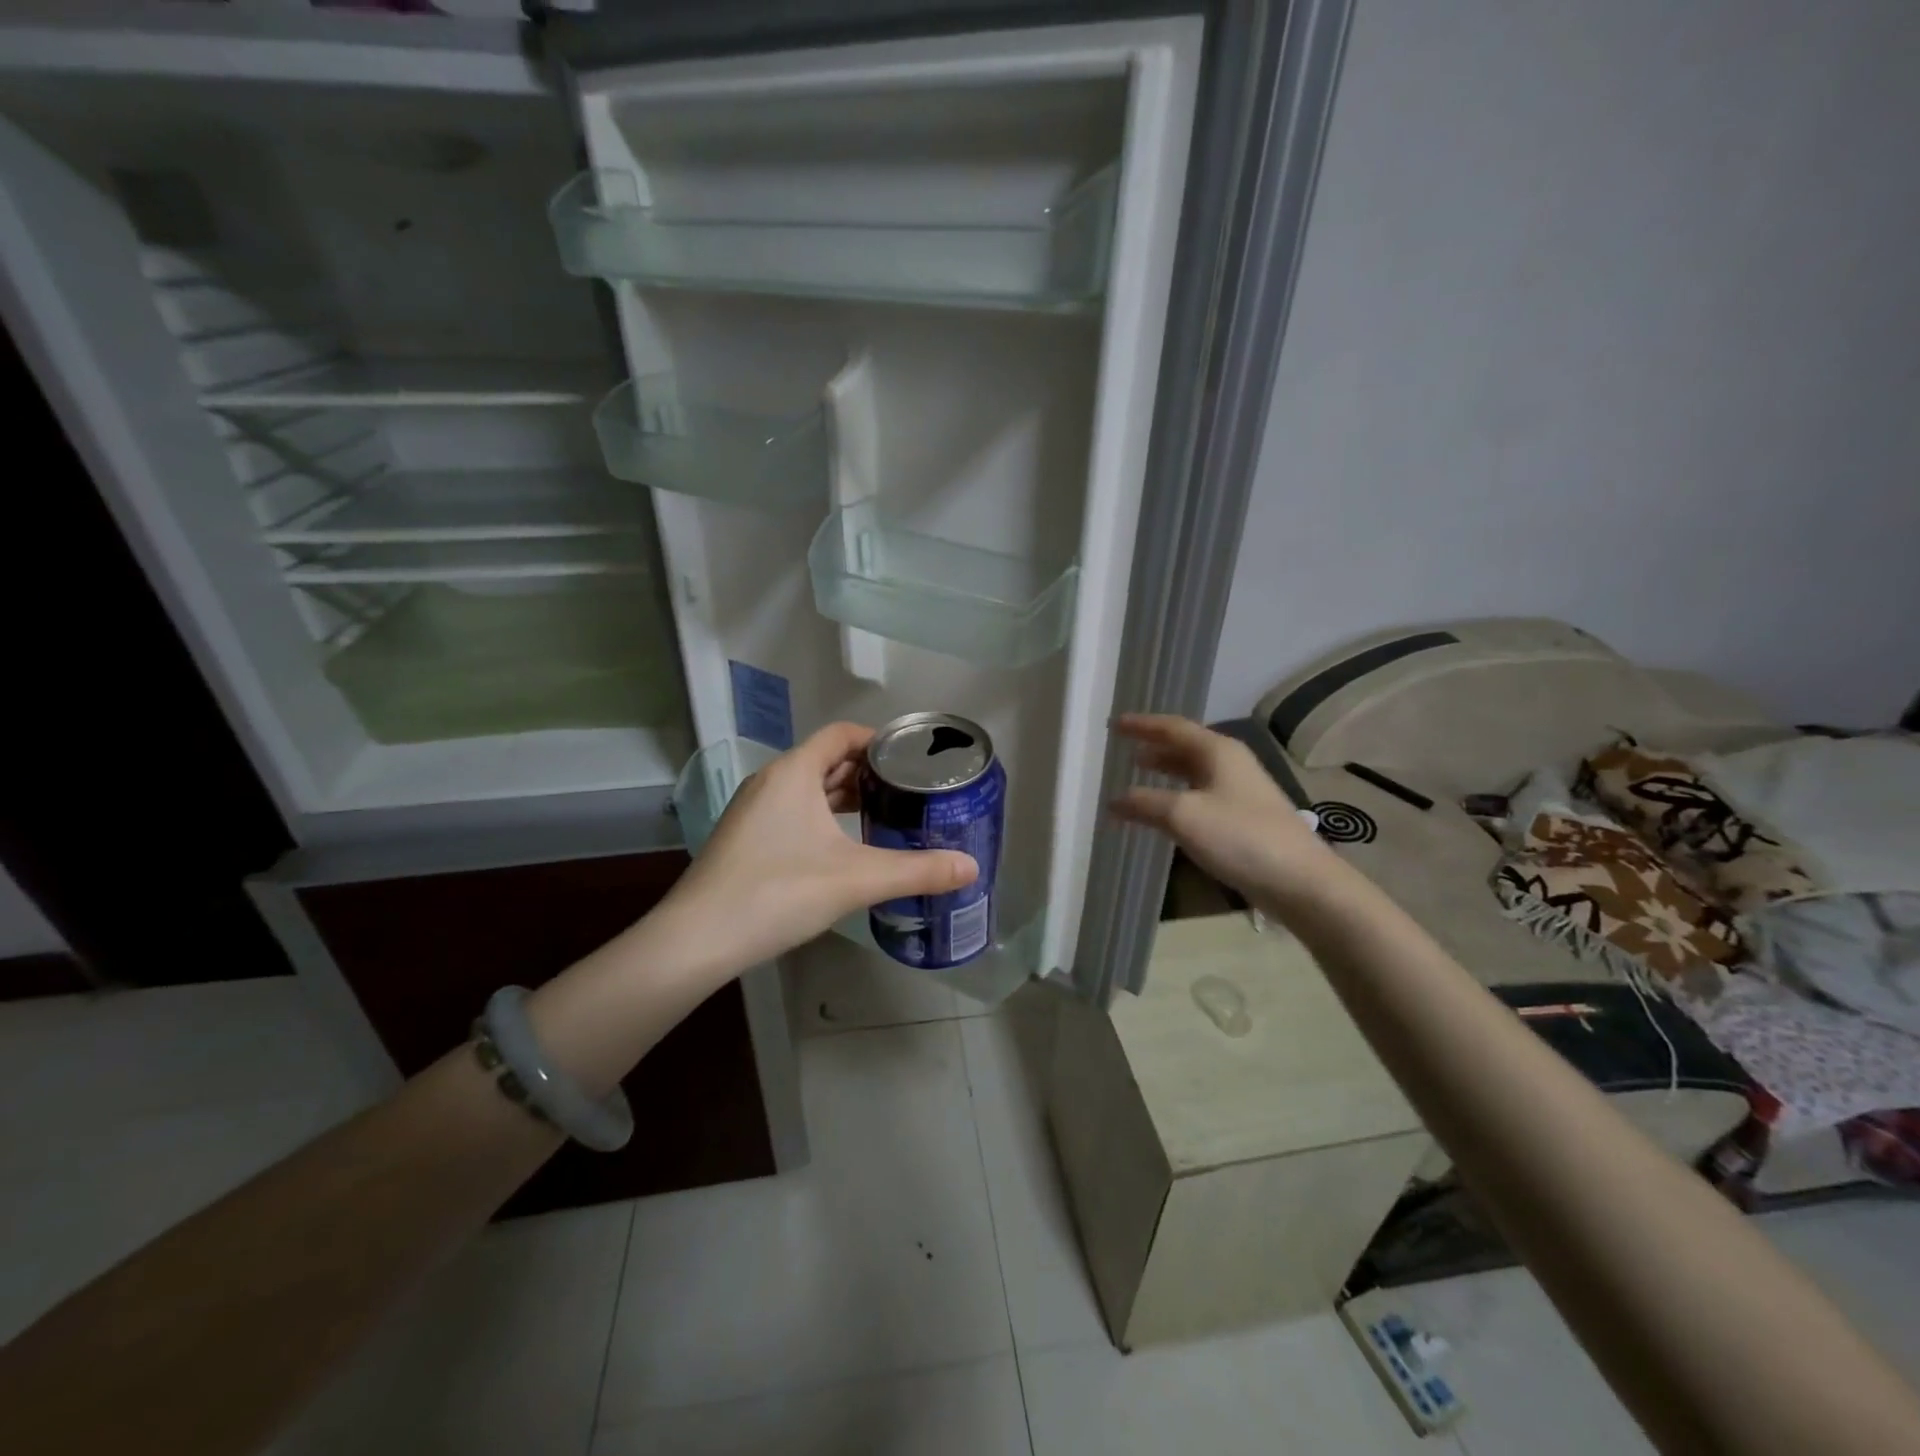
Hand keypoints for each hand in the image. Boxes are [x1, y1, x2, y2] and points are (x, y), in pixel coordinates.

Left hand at [665, 722, 978, 971]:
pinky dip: (821, 817)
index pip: (841, 734)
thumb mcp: (857, 878)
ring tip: (883, 814)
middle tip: (908, 790)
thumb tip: (972, 868)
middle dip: (866, 771)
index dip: (877, 740)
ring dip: (843, 796)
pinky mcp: (745, 838)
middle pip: (825, 759)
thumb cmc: (780, 891)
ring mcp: (752, 810)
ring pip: (807, 788)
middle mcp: (770, 781)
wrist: (698, 939)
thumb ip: (918, 871)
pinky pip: (791, 811)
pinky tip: (842, 847)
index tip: (911, 758)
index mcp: (794, 772)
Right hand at [1109, 714, 1339, 907]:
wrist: (1299, 881)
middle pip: (1185, 747)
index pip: (1172, 727)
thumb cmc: (1240, 837)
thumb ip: (1144, 803)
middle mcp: (1230, 764)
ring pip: (1194, 773)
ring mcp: (1240, 792)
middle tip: (1125, 751)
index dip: (1142, 725)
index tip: (1114, 724)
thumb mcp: (1183, 816)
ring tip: (1139, 776)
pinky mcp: (1244, 819)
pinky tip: (1165, 814)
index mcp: (1218, 751)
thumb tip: (1113, 799)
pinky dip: (1177, 797)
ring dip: (1166, 773)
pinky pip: (1201, 797)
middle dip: (1154, 747)